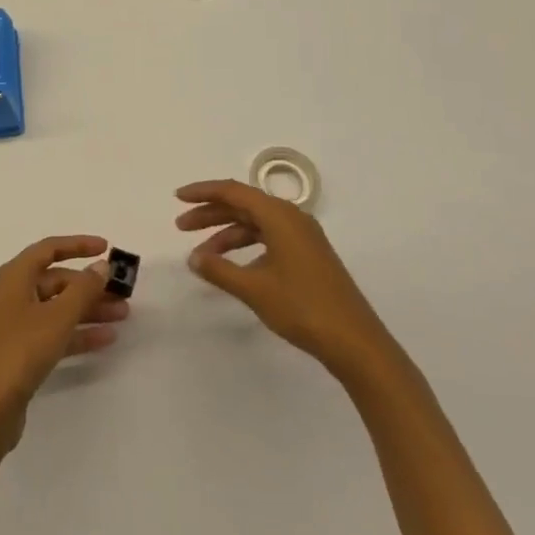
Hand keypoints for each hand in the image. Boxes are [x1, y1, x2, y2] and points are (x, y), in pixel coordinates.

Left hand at [0, 235, 127, 484]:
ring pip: (59, 308)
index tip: (106, 248)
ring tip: (123, 315)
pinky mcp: (23, 353)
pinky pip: (56, 333)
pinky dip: (79, 333)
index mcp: (16, 276)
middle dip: (90, 285)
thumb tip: (101, 265)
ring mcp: (18, 324)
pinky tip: (106, 339)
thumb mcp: (57, 317)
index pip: (50, 249)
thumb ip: (83, 289)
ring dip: (89, 309)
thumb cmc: (20, 351)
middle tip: (122, 292)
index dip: (78, 245)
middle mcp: (15, 294)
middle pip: (57, 280)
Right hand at [175, 180, 390, 375]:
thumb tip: (193, 257)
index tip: (177, 198)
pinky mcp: (308, 255)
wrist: (356, 342)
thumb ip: (219, 269)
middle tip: (181, 227)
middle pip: (243, 205)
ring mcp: (303, 237)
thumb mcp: (254, 288)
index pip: (233, 191)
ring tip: (202, 254)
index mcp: (279, 215)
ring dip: (227, 233)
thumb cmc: (303, 308)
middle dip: (210, 214)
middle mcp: (291, 217)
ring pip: (255, 223)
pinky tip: (234, 266)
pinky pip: (268, 238)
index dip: (203, 192)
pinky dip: (246, 246)